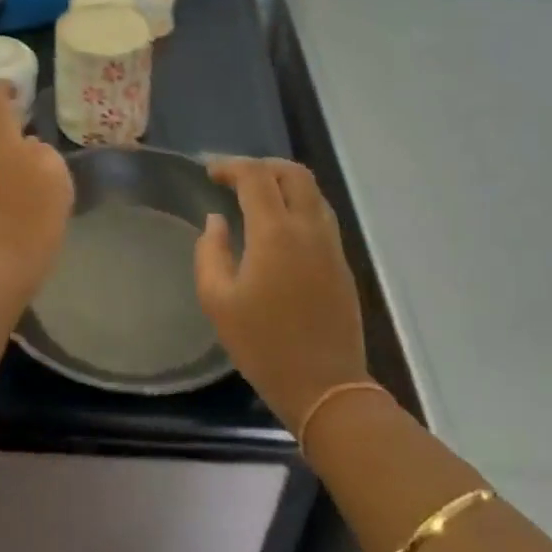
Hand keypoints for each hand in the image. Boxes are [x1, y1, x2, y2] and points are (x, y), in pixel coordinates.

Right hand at [195, 158, 368, 432]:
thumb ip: (210, 252)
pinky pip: (321, 214)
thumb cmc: (263, 345)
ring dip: (283, 183)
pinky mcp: (342, 262)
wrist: (325, 386)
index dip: (231, 166)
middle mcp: (308, 228)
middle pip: (293, 173)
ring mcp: (331, 244)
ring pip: (313, 191)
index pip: (256, 176)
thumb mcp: (217, 301)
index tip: (210, 173)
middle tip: (235, 178)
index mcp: (275, 233)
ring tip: (256, 196)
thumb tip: (217, 221)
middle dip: (262, 166)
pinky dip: (298, 203)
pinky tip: (279, 225)